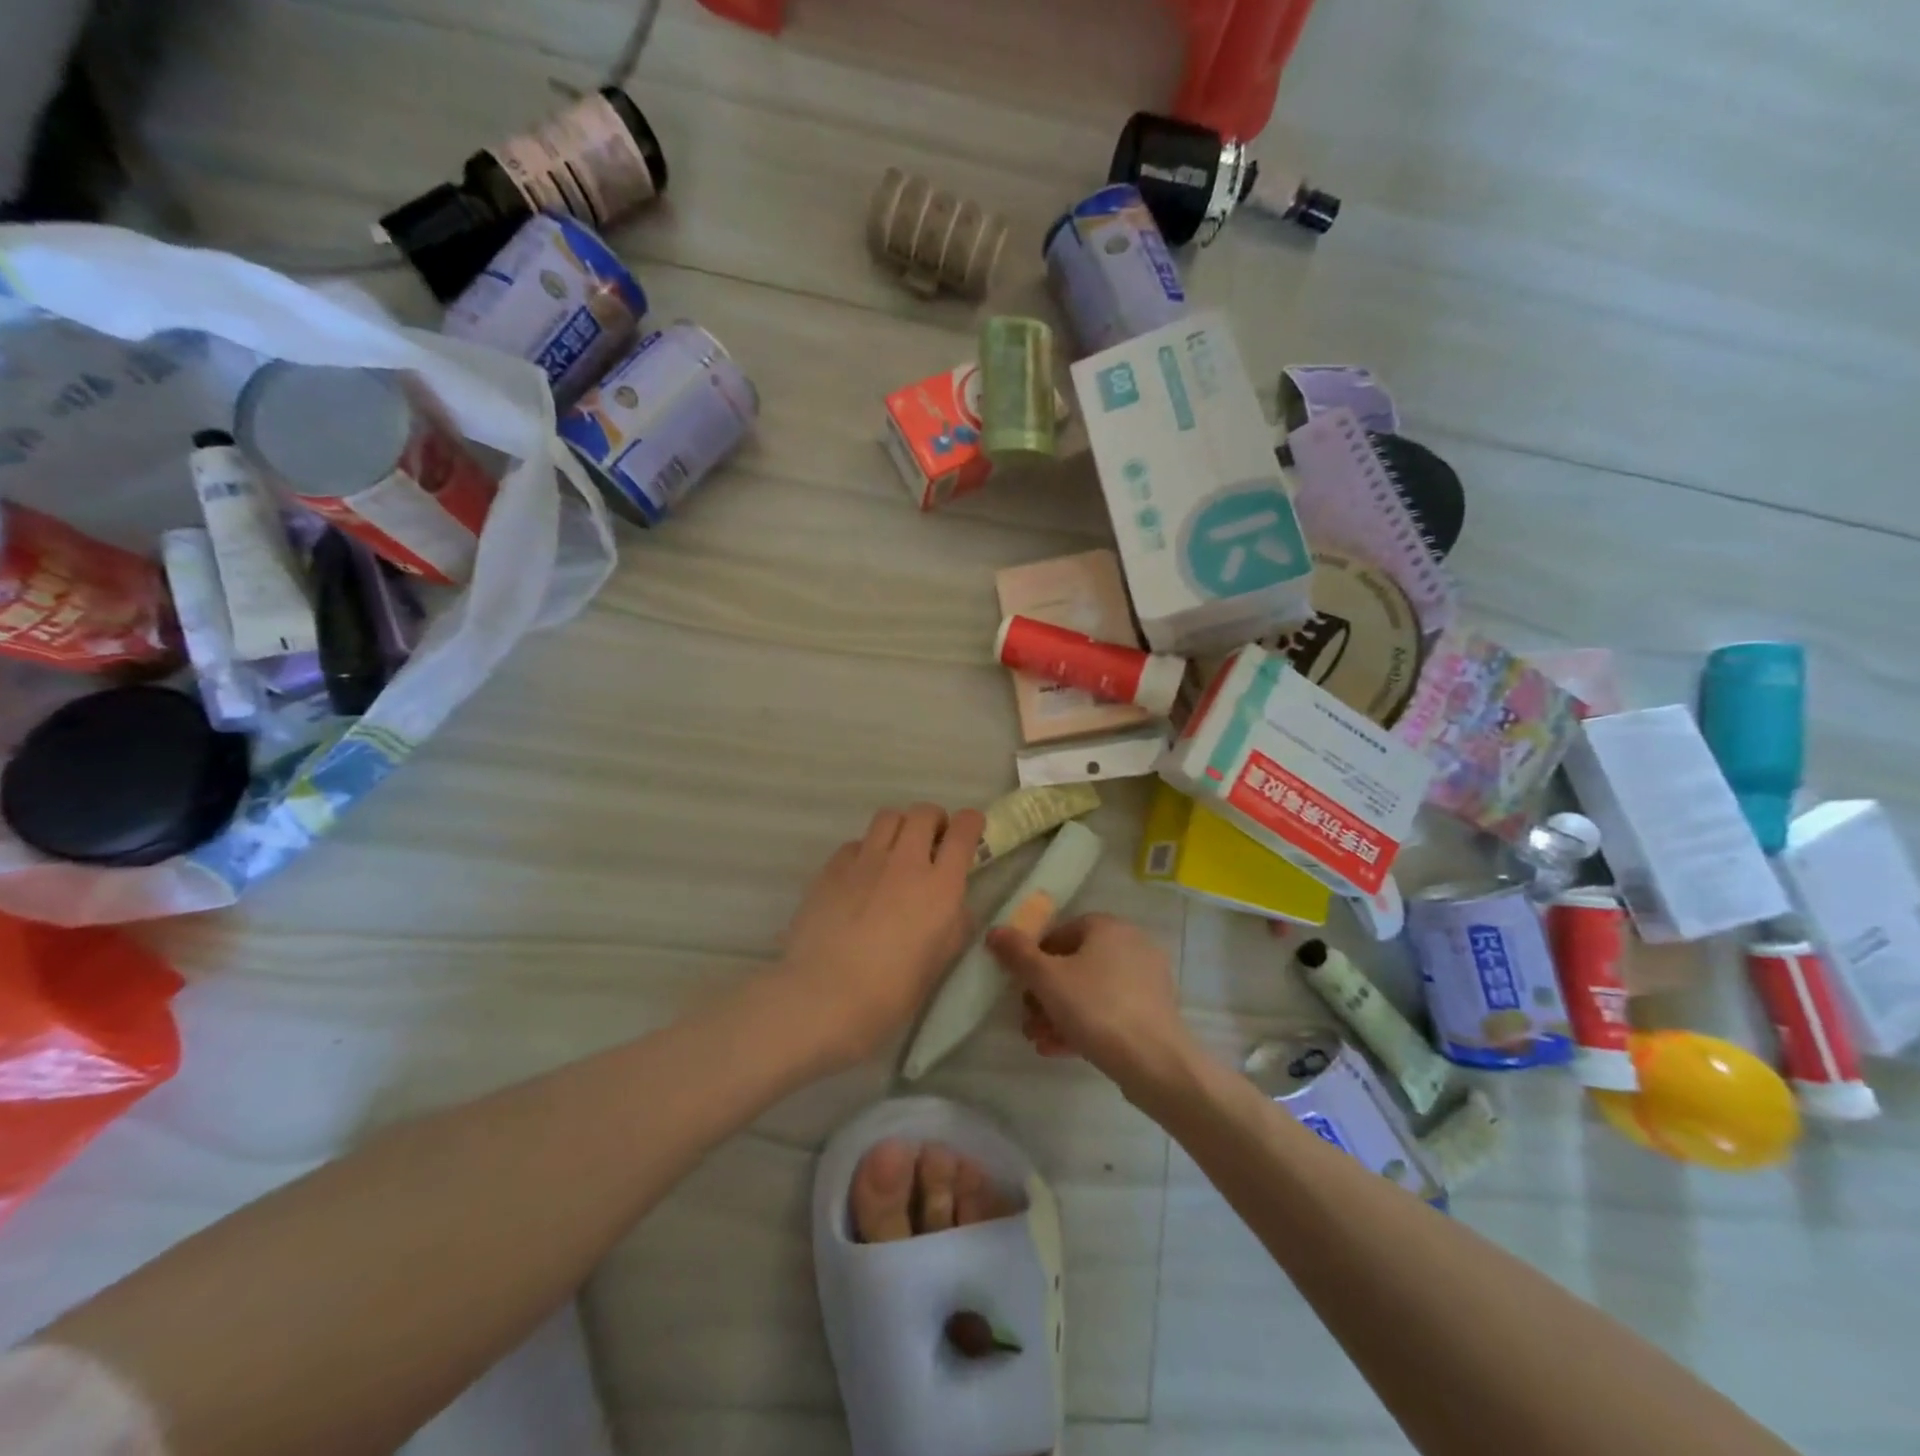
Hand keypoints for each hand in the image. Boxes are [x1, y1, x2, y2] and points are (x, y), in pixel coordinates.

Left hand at [773, 803, 984, 1068]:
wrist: (826, 996)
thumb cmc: (892, 991)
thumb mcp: (941, 960)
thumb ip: (954, 923)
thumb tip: (953, 904)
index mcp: (941, 886)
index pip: (964, 831)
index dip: (971, 822)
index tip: (970, 830)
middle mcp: (905, 861)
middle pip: (924, 812)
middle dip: (934, 820)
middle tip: (932, 842)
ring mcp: (865, 860)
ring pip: (888, 817)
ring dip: (900, 827)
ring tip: (896, 851)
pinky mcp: (832, 868)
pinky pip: (856, 843)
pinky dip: (866, 850)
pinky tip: (861, 876)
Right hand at [987, 914, 1197, 1096]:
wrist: (1156, 1062)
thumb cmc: (1097, 1008)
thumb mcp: (1047, 979)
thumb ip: (1018, 953)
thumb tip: (995, 931)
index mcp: (1108, 927)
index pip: (1060, 933)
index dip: (1034, 958)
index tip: (1020, 986)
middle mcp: (1131, 945)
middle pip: (1074, 964)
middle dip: (1044, 994)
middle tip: (1026, 1019)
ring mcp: (1145, 980)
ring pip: (1090, 991)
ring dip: (1059, 1013)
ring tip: (1038, 1039)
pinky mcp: (1153, 1012)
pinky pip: (1109, 1011)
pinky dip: (1083, 1025)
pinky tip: (1059, 1049)